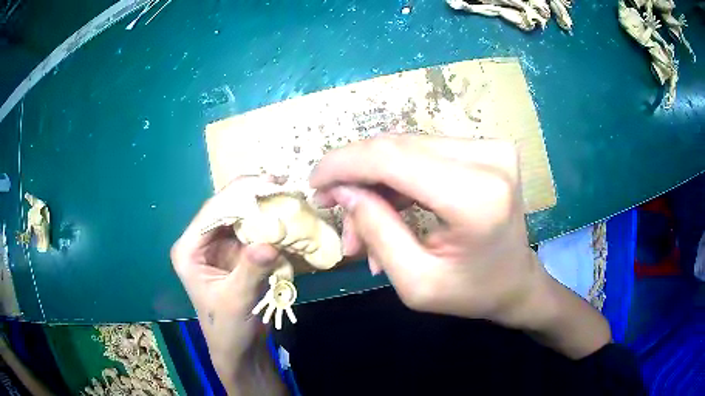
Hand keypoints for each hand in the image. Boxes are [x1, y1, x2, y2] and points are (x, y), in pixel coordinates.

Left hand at [171, 176, 285, 394]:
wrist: (240, 349)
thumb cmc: (227, 328)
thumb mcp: (236, 300)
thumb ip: (250, 270)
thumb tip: (271, 242)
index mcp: (189, 249)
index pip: (211, 213)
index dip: (238, 195)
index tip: (267, 181)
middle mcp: (202, 242)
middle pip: (227, 210)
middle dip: (253, 198)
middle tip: (282, 184)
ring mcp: (220, 247)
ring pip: (242, 218)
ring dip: (263, 209)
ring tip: (288, 196)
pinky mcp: (237, 254)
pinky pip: (253, 232)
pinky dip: (269, 225)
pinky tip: (286, 217)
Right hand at [311, 135, 609, 356]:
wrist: (516, 281)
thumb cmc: (472, 293)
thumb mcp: (415, 282)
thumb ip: (376, 232)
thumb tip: (343, 191)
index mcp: (476, 197)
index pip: (392, 158)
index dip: (344, 164)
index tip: (314, 181)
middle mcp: (488, 158)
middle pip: (398, 147)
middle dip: (356, 175)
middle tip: (333, 206)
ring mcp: (490, 147)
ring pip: (407, 148)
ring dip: (376, 181)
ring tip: (360, 222)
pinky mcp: (486, 148)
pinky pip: (424, 153)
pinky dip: (398, 177)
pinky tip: (386, 207)